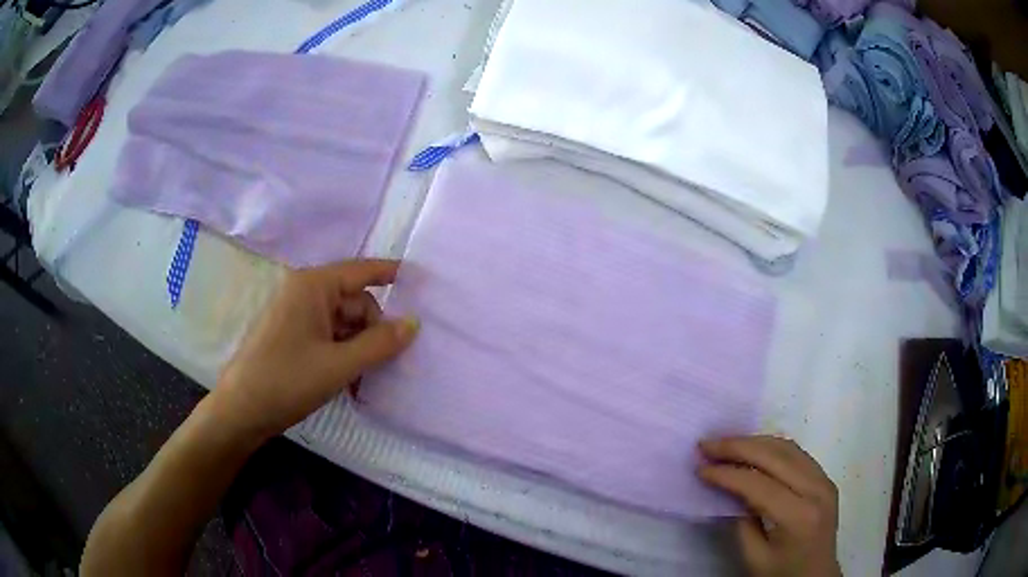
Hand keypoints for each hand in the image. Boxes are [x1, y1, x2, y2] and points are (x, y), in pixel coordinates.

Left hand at [209, 259, 418, 440]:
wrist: (242, 410)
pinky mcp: (293, 335)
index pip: (362, 270)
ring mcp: (297, 314)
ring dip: (359, 348)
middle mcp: (305, 292)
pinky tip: (349, 380)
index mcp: (314, 286)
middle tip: (386, 363)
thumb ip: (380, 343)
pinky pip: (329, 336)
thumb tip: (414, 323)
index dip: (392, 274)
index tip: (423, 281)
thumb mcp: (339, 365)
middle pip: (355, 302)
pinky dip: (343, 354)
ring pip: (344, 323)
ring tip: (365, 379)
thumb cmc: (287, 380)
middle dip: (373, 330)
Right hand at [699, 436, 840, 576]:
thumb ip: (742, 522)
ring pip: (787, 447)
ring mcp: (824, 480)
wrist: (816, 576)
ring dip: (754, 442)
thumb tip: (728, 489)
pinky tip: (753, 450)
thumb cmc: (782, 574)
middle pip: (775, 456)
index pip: (759, 484)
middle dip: (737, 447)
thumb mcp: (754, 557)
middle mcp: (816, 490)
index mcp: (798, 516)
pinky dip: (771, 447)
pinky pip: (796, 453)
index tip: (700, 468)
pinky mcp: (825, 478)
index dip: (727, 474)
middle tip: (707, 445)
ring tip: (726, 444)